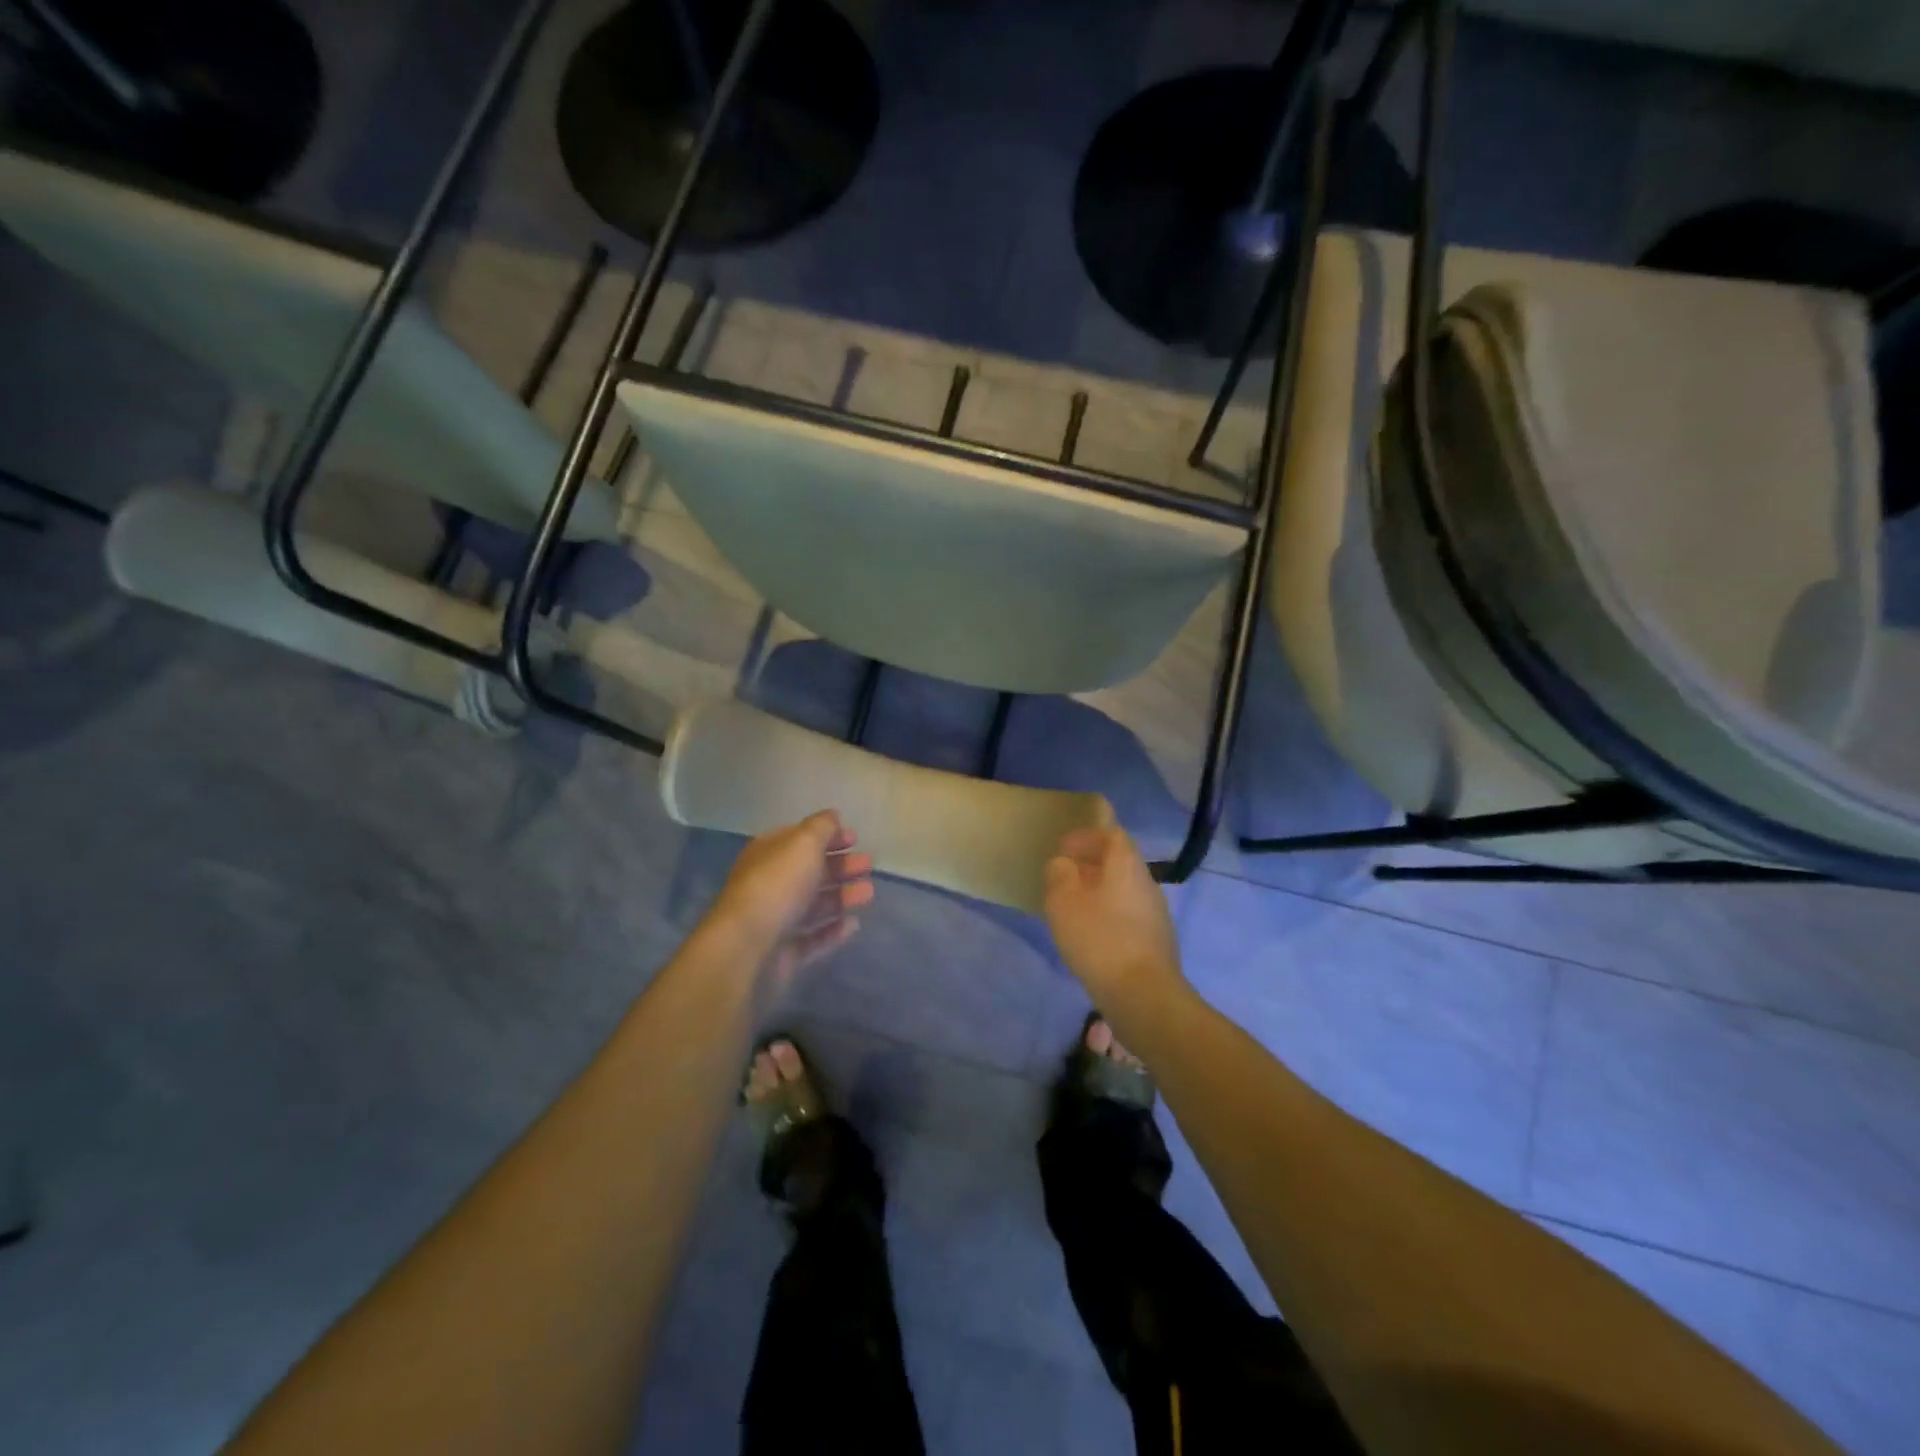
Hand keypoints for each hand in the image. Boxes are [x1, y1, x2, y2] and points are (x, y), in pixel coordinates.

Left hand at [710, 810, 873, 987]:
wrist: (747, 947)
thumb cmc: (778, 885)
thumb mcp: (803, 843)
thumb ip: (822, 827)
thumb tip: (833, 816)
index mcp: (769, 854)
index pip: (800, 839)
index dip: (828, 836)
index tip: (856, 839)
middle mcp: (770, 884)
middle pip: (810, 872)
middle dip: (840, 866)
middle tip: (868, 865)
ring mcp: (775, 920)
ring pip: (814, 905)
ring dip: (842, 897)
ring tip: (868, 894)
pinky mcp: (783, 952)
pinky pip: (813, 938)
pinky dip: (833, 930)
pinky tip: (853, 925)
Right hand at [1043, 826, 1182, 999]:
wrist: (1143, 995)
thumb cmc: (1099, 938)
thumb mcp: (1064, 902)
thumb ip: (1060, 875)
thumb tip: (1064, 864)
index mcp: (1127, 865)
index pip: (1113, 835)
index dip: (1087, 837)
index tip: (1064, 848)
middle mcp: (1147, 883)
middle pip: (1120, 863)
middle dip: (1091, 865)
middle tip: (1064, 876)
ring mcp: (1156, 914)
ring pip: (1124, 890)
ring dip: (1099, 891)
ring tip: (1073, 906)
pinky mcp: (1156, 942)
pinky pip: (1128, 915)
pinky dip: (1108, 914)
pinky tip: (1091, 934)